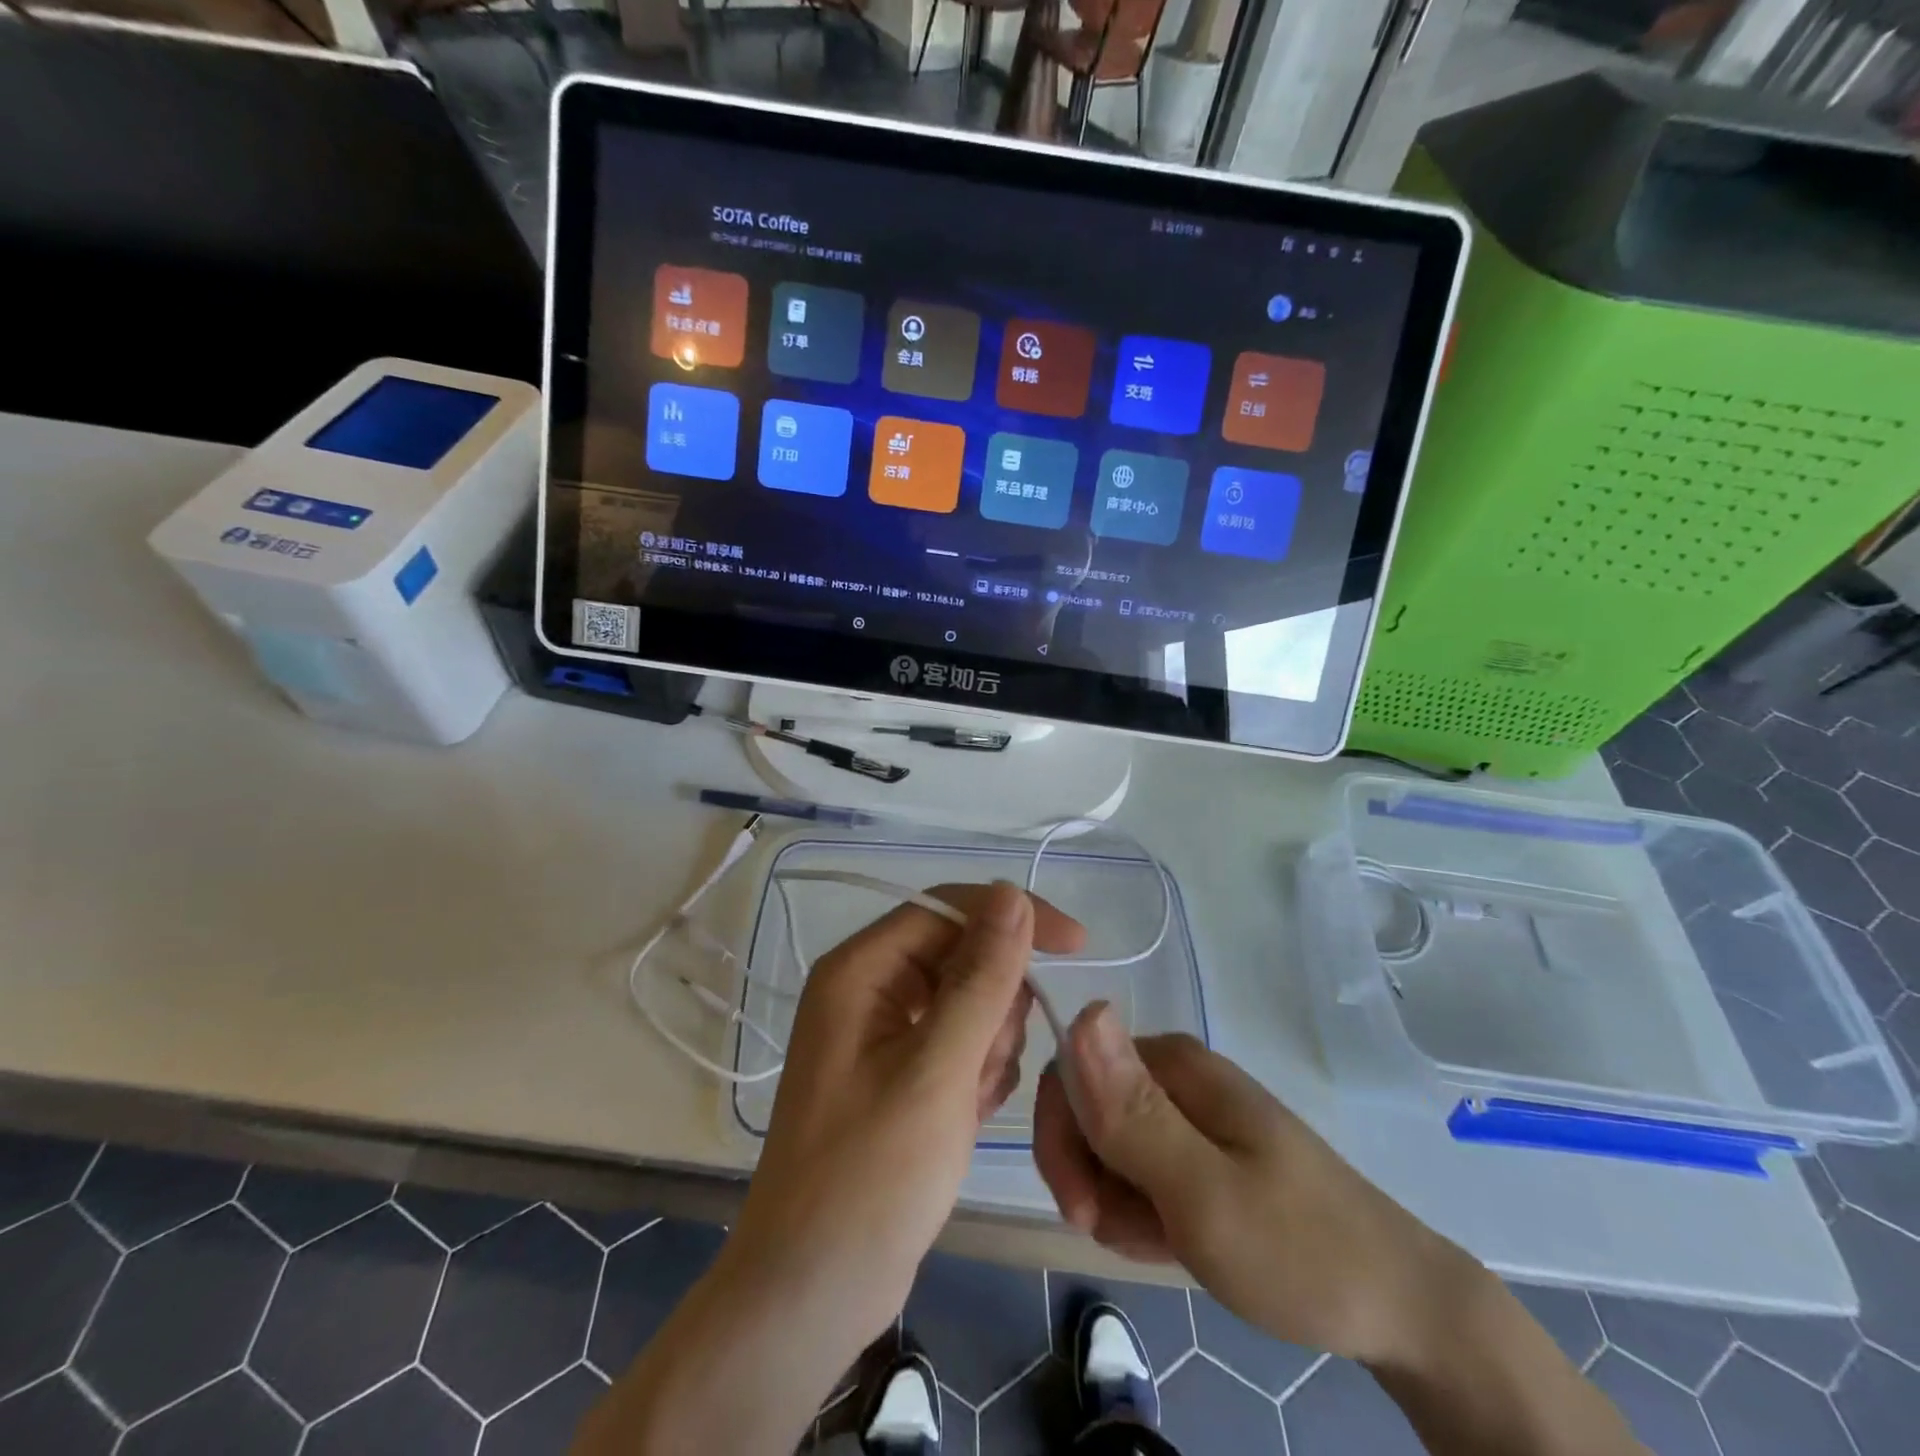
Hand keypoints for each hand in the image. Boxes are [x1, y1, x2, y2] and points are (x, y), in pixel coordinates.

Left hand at [727, 881, 1086, 1352]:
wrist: (813, 1291)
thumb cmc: (871, 1176)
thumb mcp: (938, 1070)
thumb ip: (981, 978)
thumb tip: (1013, 894)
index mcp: (861, 969)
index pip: (949, 908)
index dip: (1014, 918)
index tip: (1078, 945)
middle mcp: (868, 988)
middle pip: (962, 956)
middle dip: (994, 1007)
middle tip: (984, 1070)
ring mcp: (883, 1032)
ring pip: (969, 1002)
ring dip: (988, 1047)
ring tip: (970, 1103)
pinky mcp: (899, 1072)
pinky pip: (960, 1043)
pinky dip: (977, 1074)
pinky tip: (967, 1118)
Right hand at [1033, 1004, 1480, 1369]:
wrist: (1399, 1309)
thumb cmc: (1299, 1250)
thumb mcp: (1203, 1192)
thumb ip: (1133, 1113)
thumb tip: (1082, 1010)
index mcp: (1171, 1062)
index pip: (1070, 1071)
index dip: (1060, 1138)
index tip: (1081, 1209)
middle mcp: (1175, 1074)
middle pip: (1086, 1109)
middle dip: (1090, 1177)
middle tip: (1124, 1234)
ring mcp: (1189, 1114)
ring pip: (1108, 1148)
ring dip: (1116, 1203)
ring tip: (1165, 1242)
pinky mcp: (1201, 1150)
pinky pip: (1139, 1172)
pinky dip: (1142, 1213)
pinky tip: (1175, 1242)